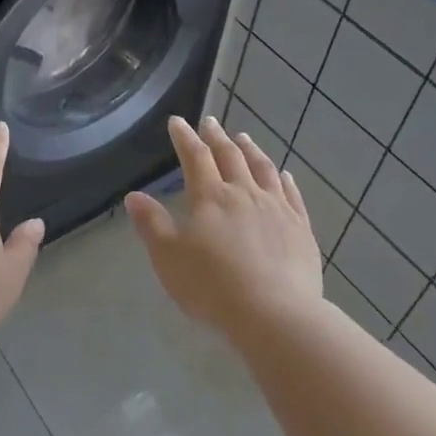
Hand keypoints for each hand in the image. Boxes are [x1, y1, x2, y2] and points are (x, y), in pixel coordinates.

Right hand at [125, 115, 321, 337]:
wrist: (274, 314)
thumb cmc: (212, 286)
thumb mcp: (168, 258)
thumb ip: (151, 224)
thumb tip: (134, 196)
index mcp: (210, 197)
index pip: (195, 158)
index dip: (184, 138)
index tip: (177, 122)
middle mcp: (245, 194)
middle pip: (230, 157)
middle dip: (217, 137)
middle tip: (210, 122)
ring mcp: (277, 209)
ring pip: (263, 170)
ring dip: (251, 150)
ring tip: (244, 138)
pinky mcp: (301, 229)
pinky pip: (292, 195)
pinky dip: (285, 180)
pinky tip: (284, 174)